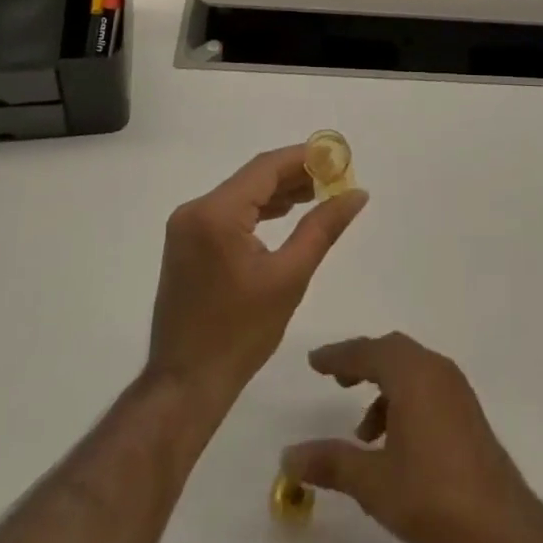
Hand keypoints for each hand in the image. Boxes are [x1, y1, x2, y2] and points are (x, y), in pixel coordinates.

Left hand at [146, 146, 368, 415]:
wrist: (185, 385)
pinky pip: (227, 212)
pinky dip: (257, 210)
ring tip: (318, 194)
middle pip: (253, 177)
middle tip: (334, 178)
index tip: (337, 156)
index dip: (304, 157)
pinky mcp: (186, 242)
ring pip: (240, 194)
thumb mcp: (290, 277)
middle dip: (294, 175)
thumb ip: (323, 228)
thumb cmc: (241, 334)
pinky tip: (284, 214)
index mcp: (216, 213)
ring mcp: (186, 226)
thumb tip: (357, 193)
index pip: (266, 167)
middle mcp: (195, 209)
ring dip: (277, 192)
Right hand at [281, 333, 542, 542]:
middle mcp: (434, 368)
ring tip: (364, 431)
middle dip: (361, 363)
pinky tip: (396, 442)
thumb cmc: (431, 492)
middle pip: (391, 351)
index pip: (366, 351)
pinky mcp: (467, 408)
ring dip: (383, 387)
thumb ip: (330, 462)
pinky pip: (427, 385)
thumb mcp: (372, 481)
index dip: (337, 356)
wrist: (498, 522)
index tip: (314, 362)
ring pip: (410, 368)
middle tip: (337, 380)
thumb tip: (289, 456)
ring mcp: (455, 387)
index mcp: (411, 373)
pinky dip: (404, 398)